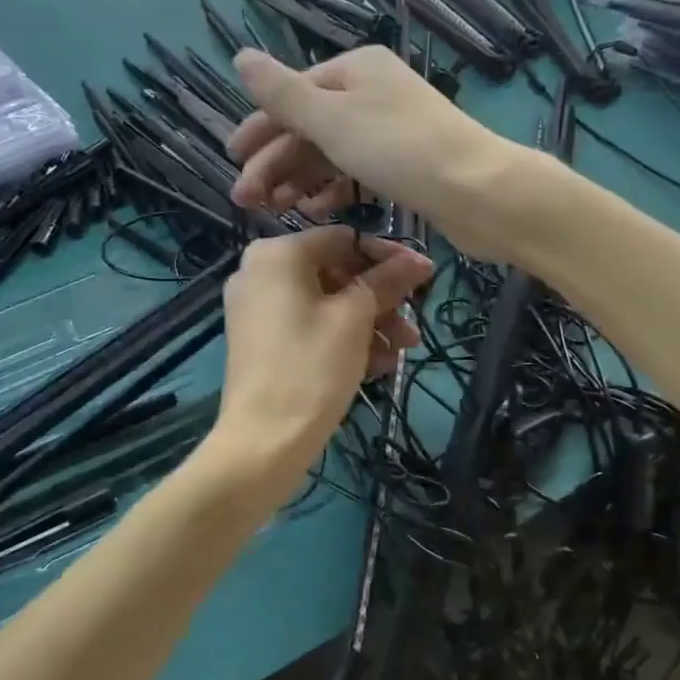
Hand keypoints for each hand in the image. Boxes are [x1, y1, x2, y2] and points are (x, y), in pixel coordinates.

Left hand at [210, 227, 431, 495]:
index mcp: (277, 254)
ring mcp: (256, 308)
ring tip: (400, 353)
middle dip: (379, 300)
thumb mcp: (355, 320)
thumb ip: (387, 281)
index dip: (387, 257)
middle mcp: (260, 272)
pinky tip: (376, 365)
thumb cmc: (311, 368)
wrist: (263, 440)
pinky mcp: (260, 340)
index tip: (423, 279)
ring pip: (326, 303)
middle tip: (411, 327)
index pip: (344, 239)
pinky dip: (342, 339)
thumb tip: (420, 260)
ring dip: (368, 324)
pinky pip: (308, 325)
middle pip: (335, 272)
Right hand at [228, 47, 525, 262]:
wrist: (478, 191)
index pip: (292, 97)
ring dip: (299, 180)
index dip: (259, 130)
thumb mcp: (332, 118)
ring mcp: (389, 130)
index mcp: (355, 70)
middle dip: (274, 163)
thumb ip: (283, 93)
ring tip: (276, 211)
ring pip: (330, 153)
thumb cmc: (400, 149)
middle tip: (245, 201)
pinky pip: (355, 173)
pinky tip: (317, 210)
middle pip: (308, 127)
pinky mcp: (404, 165)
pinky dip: (333, 190)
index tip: (232, 162)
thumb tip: (240, 56)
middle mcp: (371, 94)